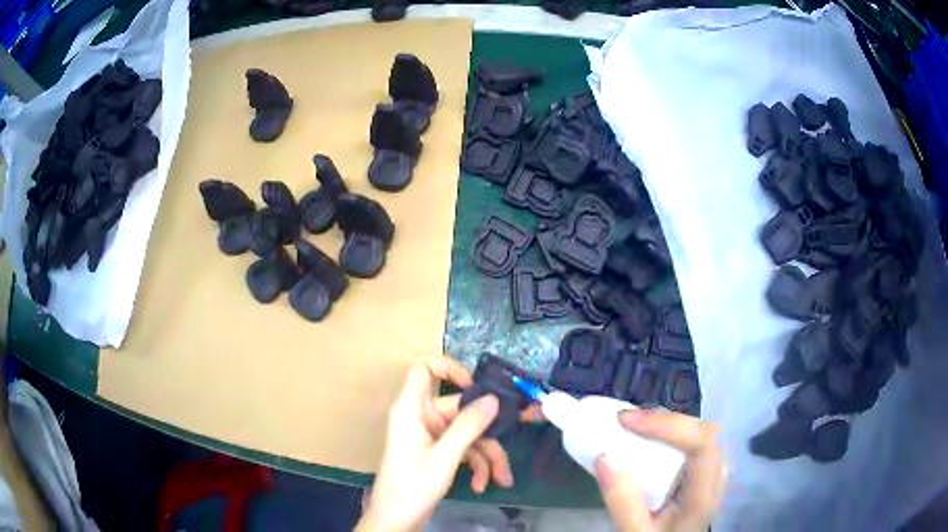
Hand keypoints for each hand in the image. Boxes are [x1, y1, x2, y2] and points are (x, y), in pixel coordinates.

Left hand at [356, 356, 521, 531]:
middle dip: (489, 429)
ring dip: (488, 455)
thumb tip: (494, 398)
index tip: (476, 387)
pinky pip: (464, 449)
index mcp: (412, 408)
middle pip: (461, 408)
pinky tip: (481, 485)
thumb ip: (469, 426)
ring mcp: (432, 435)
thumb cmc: (412, 486)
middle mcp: (422, 417)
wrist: (396, 520)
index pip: (424, 367)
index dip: (450, 367)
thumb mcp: (444, 457)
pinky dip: (477, 465)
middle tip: (524, 425)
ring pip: (468, 433)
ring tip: (502, 479)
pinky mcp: (438, 452)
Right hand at [594, 409, 726, 531]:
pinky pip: (692, 441)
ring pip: (698, 432)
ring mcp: (713, 473)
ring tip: (633, 426)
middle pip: (702, 431)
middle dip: (664, 420)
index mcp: (704, 494)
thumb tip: (604, 457)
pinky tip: (648, 438)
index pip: (702, 442)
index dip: (668, 424)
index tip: (626, 421)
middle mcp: (716, 477)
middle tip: (626, 421)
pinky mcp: (703, 473)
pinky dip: (669, 434)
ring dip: (667, 424)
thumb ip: (623, 503)